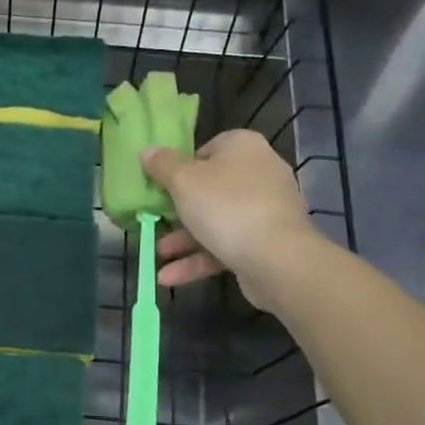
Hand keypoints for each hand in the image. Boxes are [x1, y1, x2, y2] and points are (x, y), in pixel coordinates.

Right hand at [142, 129, 314, 307]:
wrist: (277, 259)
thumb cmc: (226, 206)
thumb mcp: (183, 180)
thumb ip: (162, 165)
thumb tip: (147, 151)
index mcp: (243, 147)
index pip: (207, 149)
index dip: (181, 167)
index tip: (162, 186)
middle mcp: (259, 173)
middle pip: (210, 188)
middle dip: (178, 210)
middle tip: (155, 220)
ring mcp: (265, 210)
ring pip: (216, 221)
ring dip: (184, 240)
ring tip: (158, 255)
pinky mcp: (266, 242)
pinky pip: (227, 246)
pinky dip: (200, 259)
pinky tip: (170, 277)